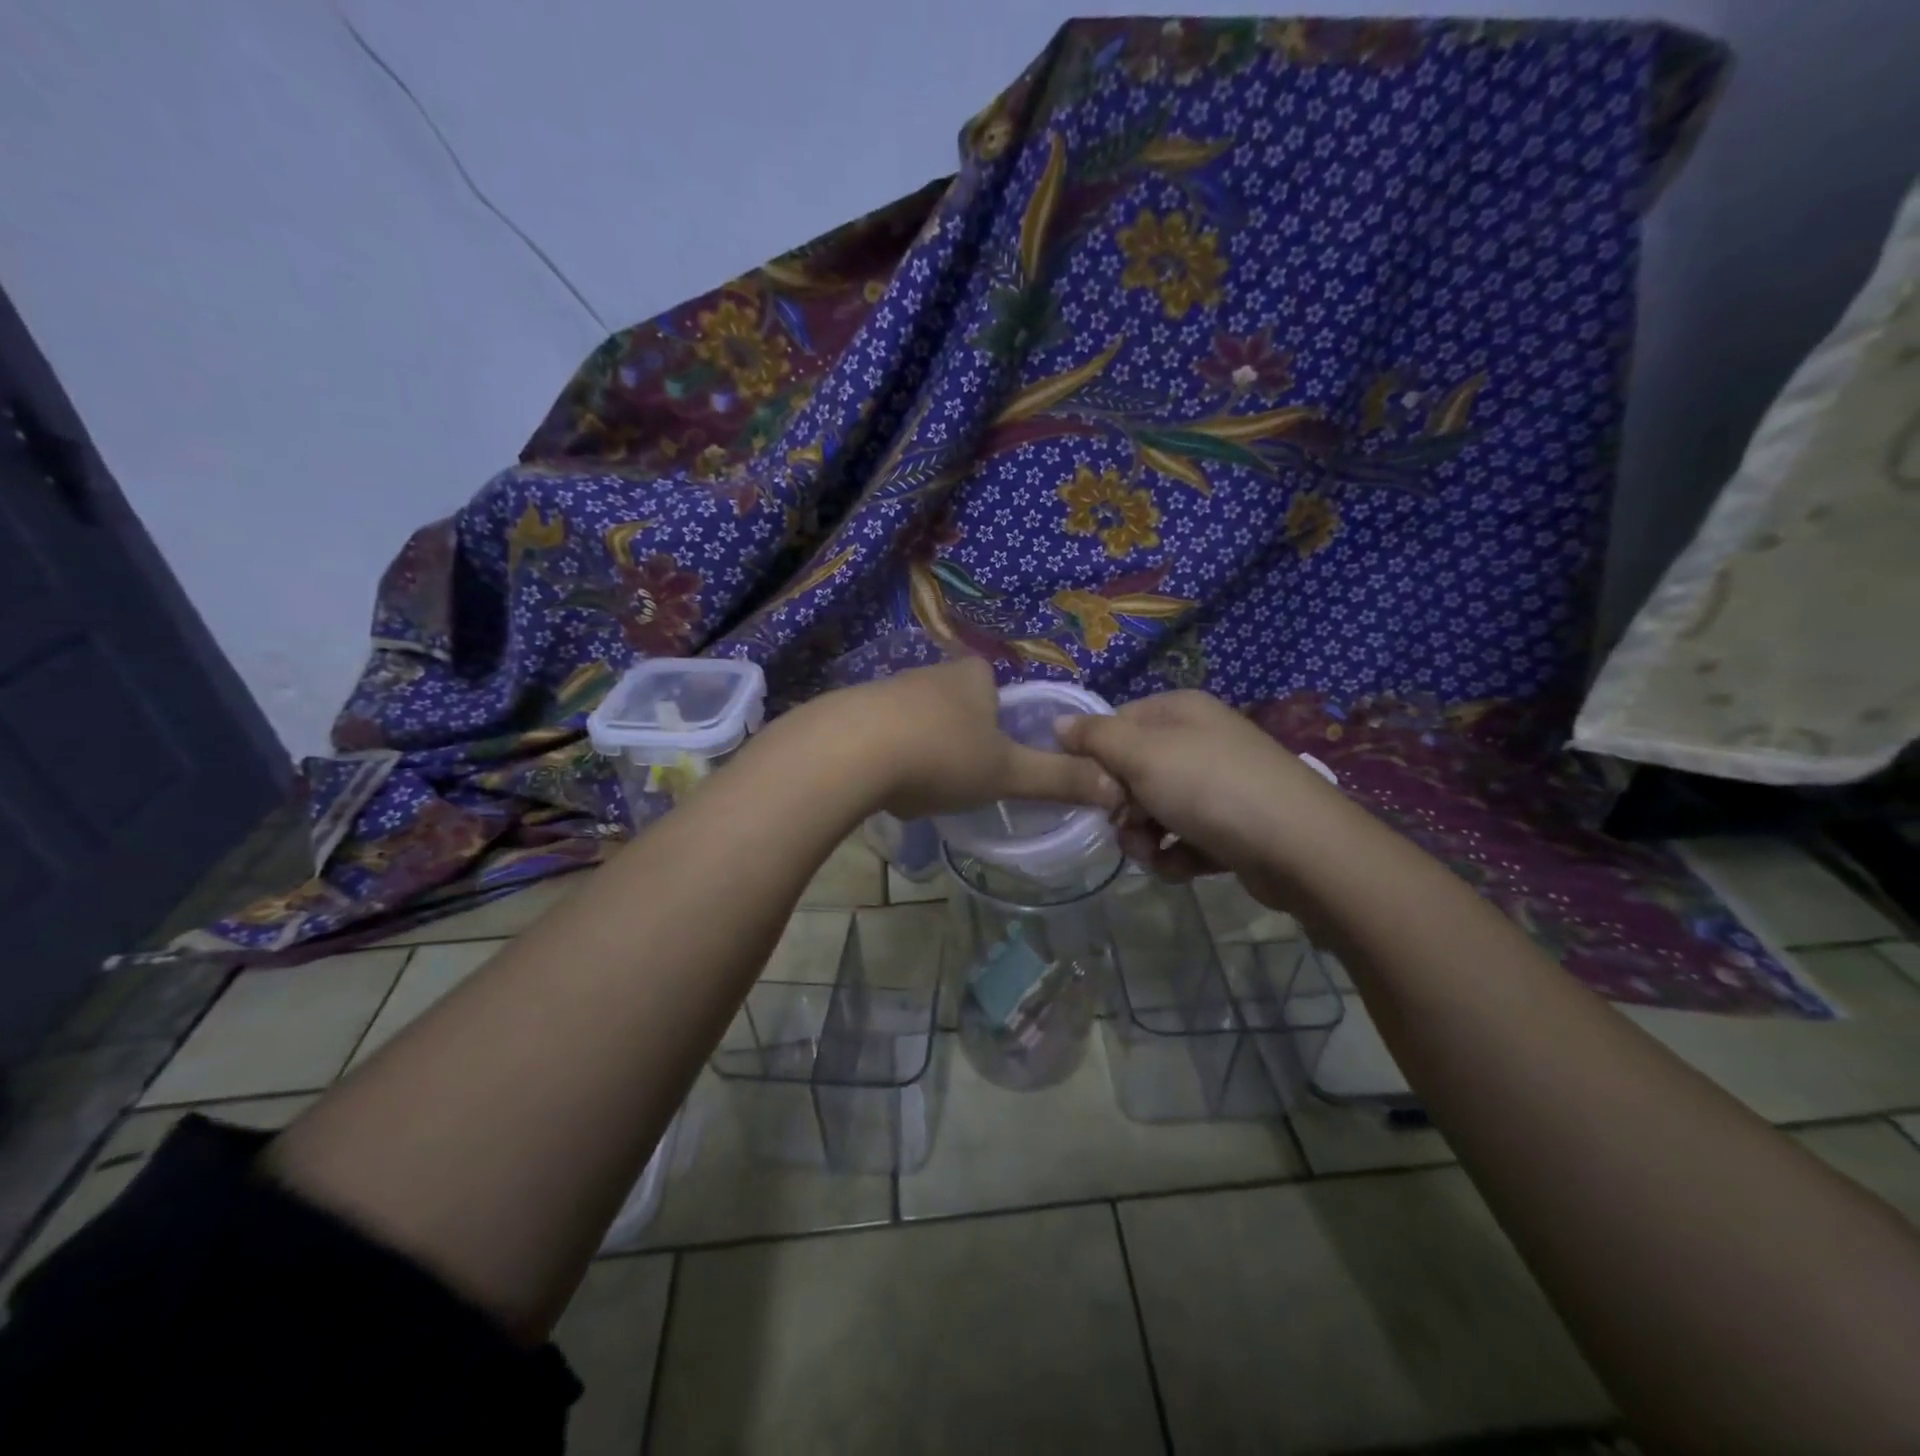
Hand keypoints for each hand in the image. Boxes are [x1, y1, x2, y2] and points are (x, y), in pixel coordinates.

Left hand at [815, 658, 1123, 819]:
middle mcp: (930, 672)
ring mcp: (885, 688)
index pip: (996, 688)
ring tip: (919, 788)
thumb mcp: (1007, 773)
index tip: (995, 759)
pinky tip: (881, 784)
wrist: (847, 752)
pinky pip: (879, 734)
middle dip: (960, 741)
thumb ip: (1059, 780)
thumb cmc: (941, 755)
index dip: (1002, 724)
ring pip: (917, 721)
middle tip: (960, 780)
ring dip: (922, 751)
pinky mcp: (848, 710)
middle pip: (956, 705)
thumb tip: (1117, 789)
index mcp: (973, 676)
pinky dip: (886, 758)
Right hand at [1053, 690, 1345, 904]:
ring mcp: (1219, 785)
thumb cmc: (1210, 788)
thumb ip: (1095, 738)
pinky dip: (1178, 855)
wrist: (1299, 847)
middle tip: (1125, 825)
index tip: (1092, 788)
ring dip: (1145, 837)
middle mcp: (1200, 741)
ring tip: (1155, 854)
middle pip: (1133, 771)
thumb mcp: (1142, 755)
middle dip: (1122, 807)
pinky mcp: (1232, 826)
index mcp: (1180, 711)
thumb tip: (1058, 722)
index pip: (1116, 724)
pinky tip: (1184, 867)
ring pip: (1156, 810)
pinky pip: (1185, 838)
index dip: (1097, 757)